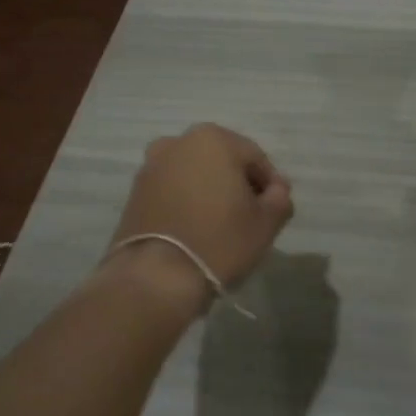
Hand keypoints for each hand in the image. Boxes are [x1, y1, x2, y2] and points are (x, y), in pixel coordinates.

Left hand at [106, 124, 294, 310]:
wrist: (156, 276)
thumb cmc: (220, 241)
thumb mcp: (266, 223)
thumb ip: (280, 198)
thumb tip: (276, 189)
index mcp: (214, 139)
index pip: (255, 158)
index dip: (269, 185)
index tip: (273, 211)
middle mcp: (178, 142)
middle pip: (222, 161)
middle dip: (237, 184)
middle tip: (249, 217)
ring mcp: (151, 166)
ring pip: (194, 174)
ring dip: (210, 191)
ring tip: (219, 225)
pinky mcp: (134, 192)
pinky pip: (172, 190)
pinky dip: (186, 202)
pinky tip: (194, 229)